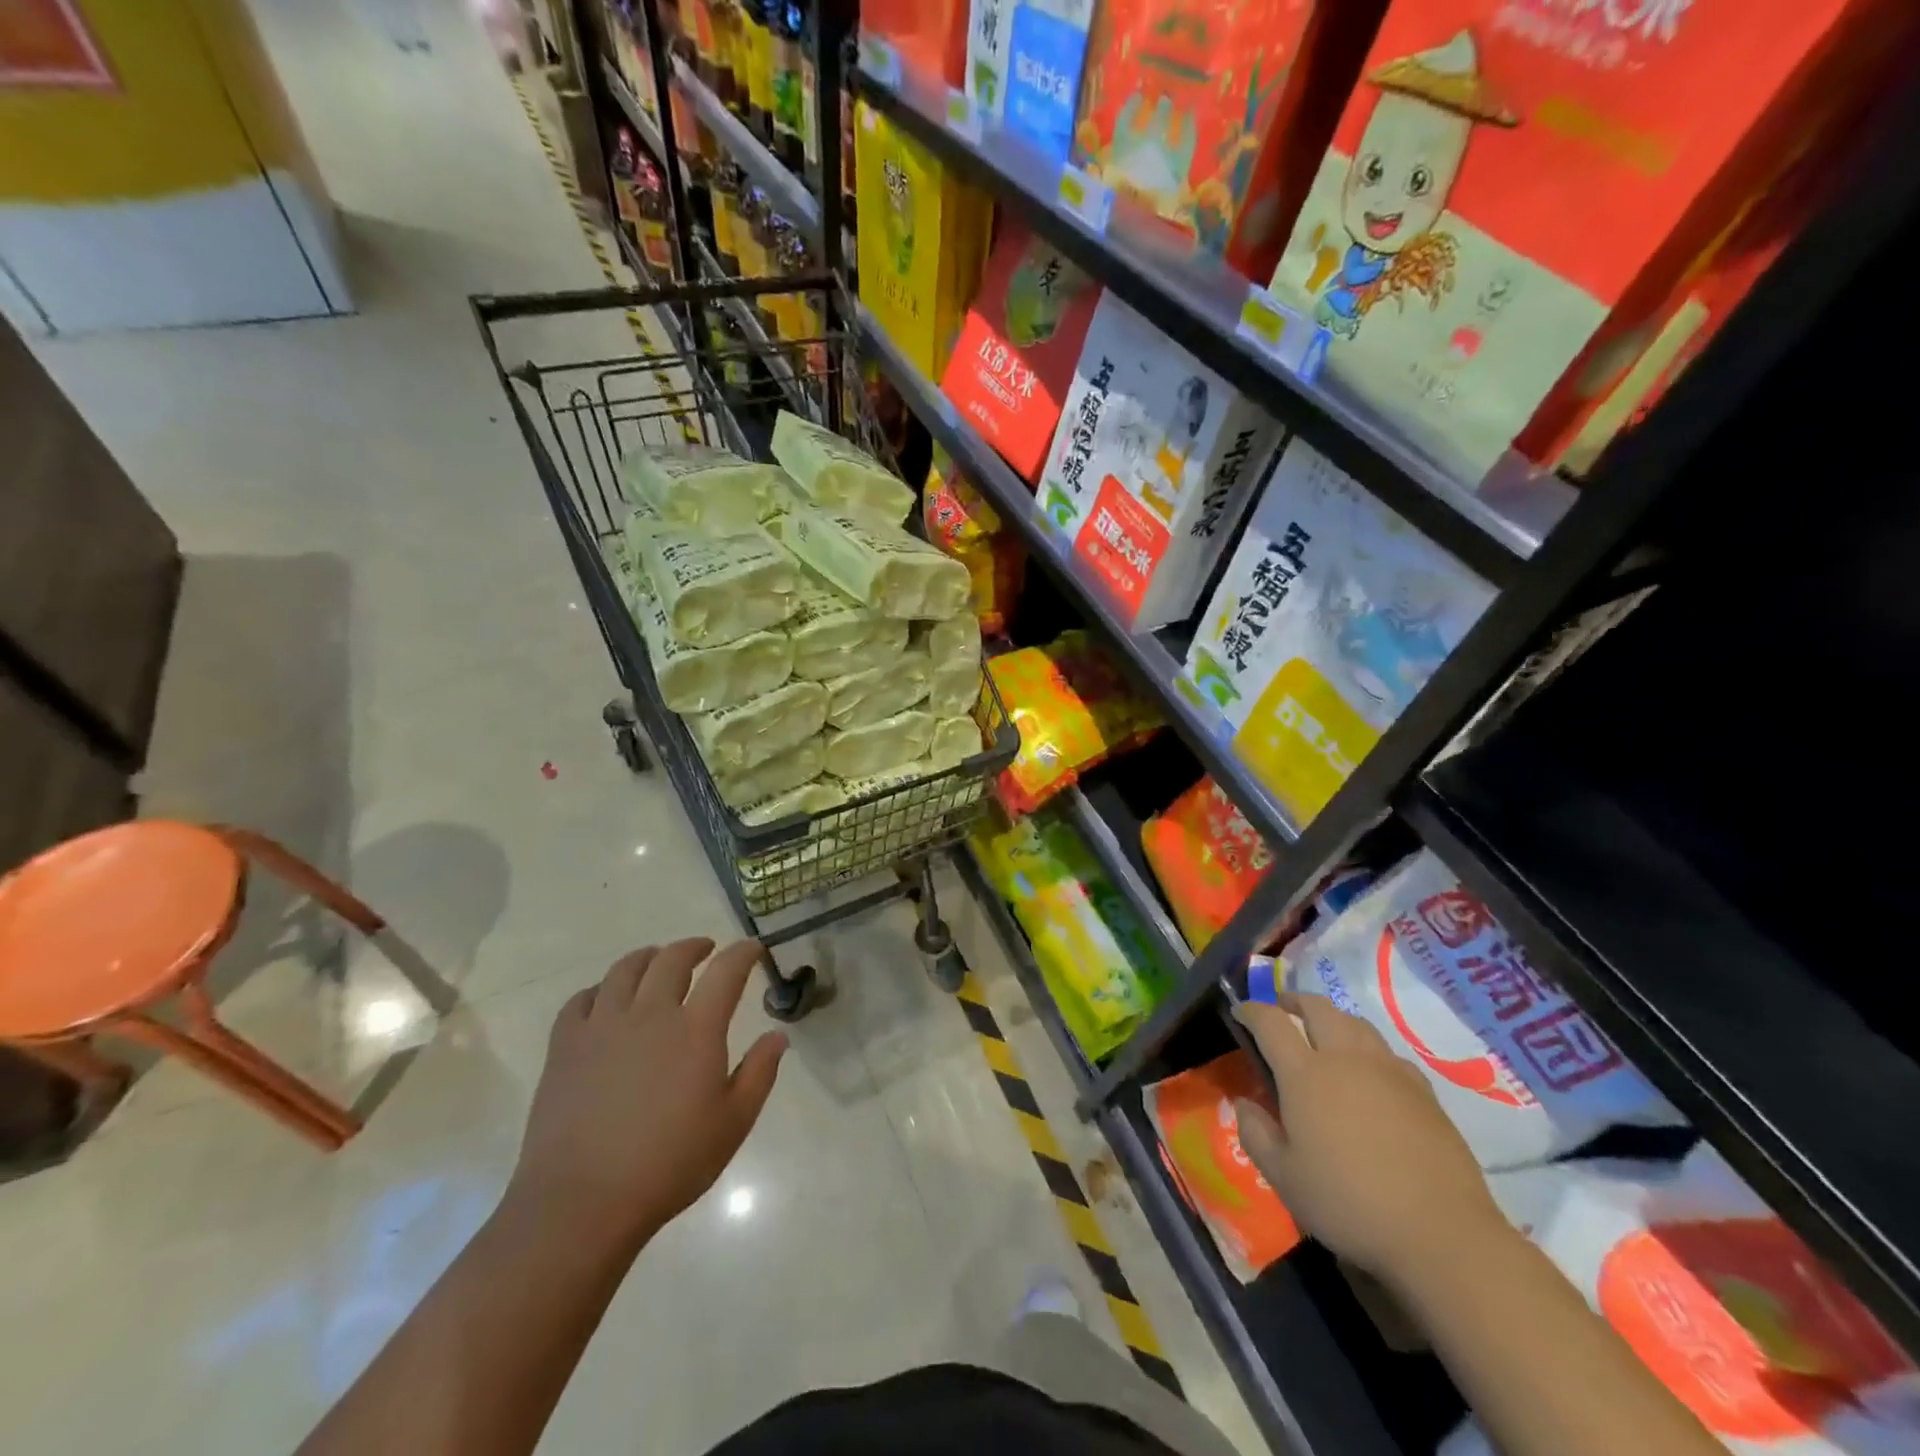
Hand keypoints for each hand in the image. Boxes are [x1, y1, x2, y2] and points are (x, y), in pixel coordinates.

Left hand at [507, 939, 786, 1253]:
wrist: (582, 1203)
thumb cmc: (669, 1165)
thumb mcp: (733, 1124)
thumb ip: (759, 1074)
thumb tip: (778, 1036)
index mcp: (696, 1030)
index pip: (726, 971)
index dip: (743, 953)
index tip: (753, 949)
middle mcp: (651, 1014)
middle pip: (672, 959)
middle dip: (693, 947)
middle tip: (705, 951)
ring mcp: (603, 1026)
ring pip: (626, 969)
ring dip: (648, 957)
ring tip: (657, 962)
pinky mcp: (565, 1046)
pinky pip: (581, 999)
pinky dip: (601, 989)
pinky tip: (607, 999)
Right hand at [1233, 992, 1504, 1287]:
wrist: (1441, 1233)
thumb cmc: (1349, 1203)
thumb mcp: (1284, 1177)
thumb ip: (1256, 1133)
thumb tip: (1245, 1103)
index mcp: (1305, 1074)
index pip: (1270, 1022)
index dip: (1251, 1011)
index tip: (1240, 1012)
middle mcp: (1345, 1058)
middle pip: (1317, 1008)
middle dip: (1293, 1001)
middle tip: (1281, 1010)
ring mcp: (1388, 1071)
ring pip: (1355, 1022)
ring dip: (1332, 1018)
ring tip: (1323, 1033)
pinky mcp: (1423, 1091)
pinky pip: (1387, 1052)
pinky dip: (1367, 1048)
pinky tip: (1369, 1072)